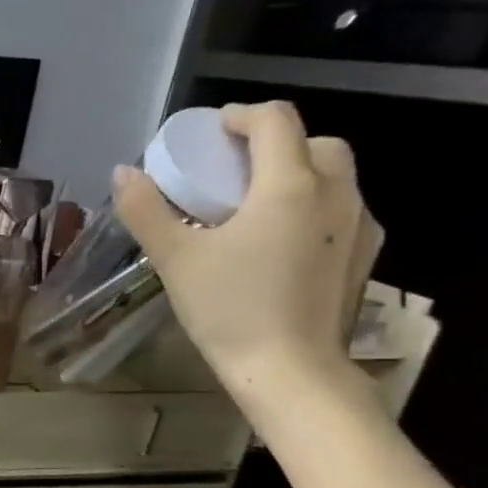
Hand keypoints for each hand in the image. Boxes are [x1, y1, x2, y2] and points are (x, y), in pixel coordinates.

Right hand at [114, 100, 383, 420]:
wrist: (291, 371)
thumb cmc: (229, 308)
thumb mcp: (175, 257)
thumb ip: (147, 210)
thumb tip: (124, 172)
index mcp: (290, 186)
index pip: (275, 121)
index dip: (239, 116)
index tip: (207, 134)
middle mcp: (337, 193)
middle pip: (314, 142)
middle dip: (271, 144)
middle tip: (229, 172)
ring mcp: (359, 224)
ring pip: (333, 176)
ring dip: (293, 175)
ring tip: (250, 208)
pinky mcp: (364, 255)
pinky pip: (340, 210)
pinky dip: (310, 207)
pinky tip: (276, 243)